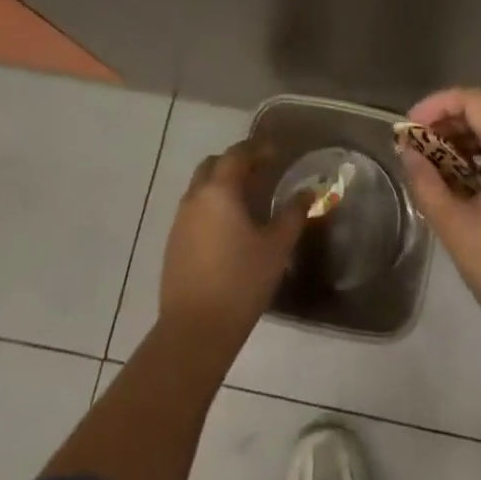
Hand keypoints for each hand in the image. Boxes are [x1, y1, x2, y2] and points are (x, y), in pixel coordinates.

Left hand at [158, 140, 305, 347]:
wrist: (194, 330)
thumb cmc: (241, 282)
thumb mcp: (276, 247)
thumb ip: (293, 214)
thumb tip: (306, 193)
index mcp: (219, 191)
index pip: (237, 154)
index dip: (257, 149)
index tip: (276, 153)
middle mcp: (195, 197)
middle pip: (213, 165)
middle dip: (235, 162)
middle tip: (260, 172)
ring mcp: (180, 221)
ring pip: (200, 187)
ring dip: (221, 184)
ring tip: (247, 200)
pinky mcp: (173, 243)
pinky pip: (193, 210)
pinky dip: (211, 206)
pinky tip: (228, 228)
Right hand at [400, 89, 480, 359]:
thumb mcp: (456, 228)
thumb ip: (426, 182)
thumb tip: (408, 152)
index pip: (475, 101)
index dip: (437, 104)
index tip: (410, 127)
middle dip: (450, 123)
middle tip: (419, 147)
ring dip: (469, 141)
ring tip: (438, 167)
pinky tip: (470, 186)